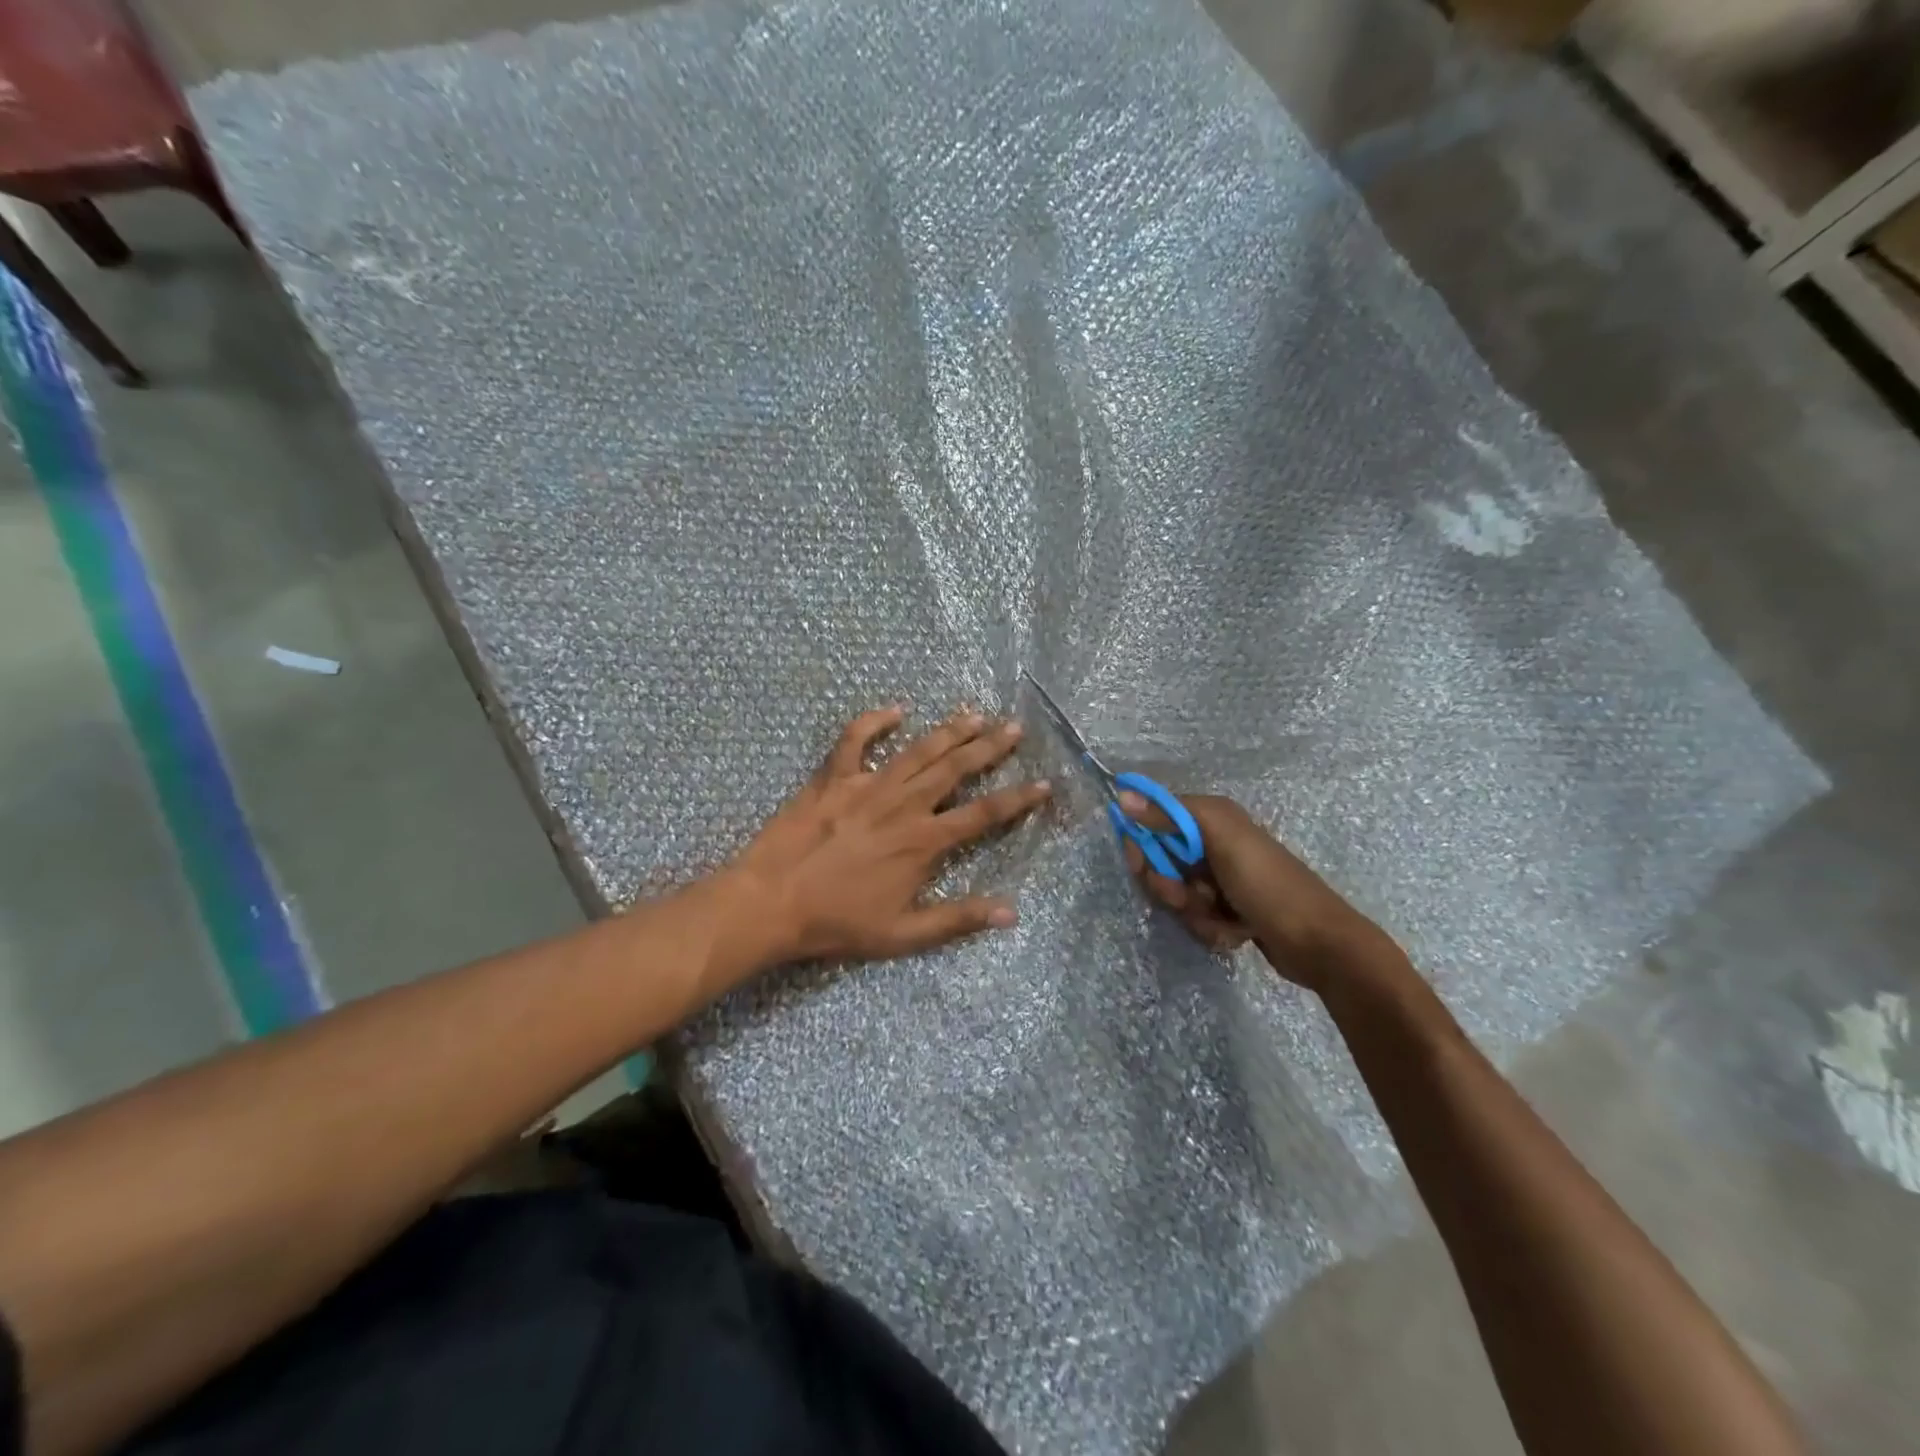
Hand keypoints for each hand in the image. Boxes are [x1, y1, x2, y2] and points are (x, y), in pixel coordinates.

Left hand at [730, 706, 1050, 965]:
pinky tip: (896, 710)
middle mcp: (903, 804)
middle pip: (956, 768)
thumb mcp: (904, 933)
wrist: (772, 902)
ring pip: (917, 749)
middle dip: (990, 746)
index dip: (1018, 798)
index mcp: (924, 841)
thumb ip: (958, 919)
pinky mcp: (833, 778)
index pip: (983, 814)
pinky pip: (854, 739)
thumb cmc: (839, 922)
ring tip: (975, 713)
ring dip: (948, 730)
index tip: (1044, 783)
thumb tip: (1011, 912)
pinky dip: (874, 721)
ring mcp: (867, 785)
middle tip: (1015, 727)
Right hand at [1119, 791, 1398, 993]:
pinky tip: (1235, 932)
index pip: (1153, 821)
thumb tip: (1122, 794)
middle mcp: (1213, 844)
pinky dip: (1211, 929)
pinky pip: (1196, 919)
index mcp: (1211, 818)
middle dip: (1170, 887)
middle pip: (1161, 863)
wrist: (1318, 943)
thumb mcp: (1220, 840)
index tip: (1141, 864)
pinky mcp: (1227, 911)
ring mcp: (1220, 881)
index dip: (1142, 844)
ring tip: (1224, 920)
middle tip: (1191, 897)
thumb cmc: (1267, 884)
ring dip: (1193, 913)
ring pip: (1176, 896)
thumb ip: (1170, 816)